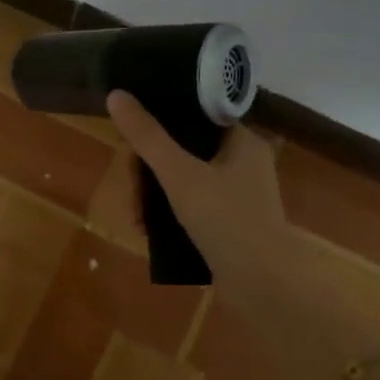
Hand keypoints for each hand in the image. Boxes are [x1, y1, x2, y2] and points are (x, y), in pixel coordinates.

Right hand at [106, 90, 294, 299]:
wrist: (264, 285)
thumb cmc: (226, 220)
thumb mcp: (179, 175)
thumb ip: (147, 137)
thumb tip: (116, 95)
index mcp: (241, 140)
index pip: (193, 116)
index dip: (159, 124)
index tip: (133, 144)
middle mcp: (243, 162)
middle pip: (183, 150)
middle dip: (149, 172)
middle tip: (131, 193)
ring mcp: (238, 195)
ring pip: (184, 180)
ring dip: (154, 196)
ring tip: (136, 219)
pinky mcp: (231, 222)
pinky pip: (192, 205)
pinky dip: (169, 214)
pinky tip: (149, 232)